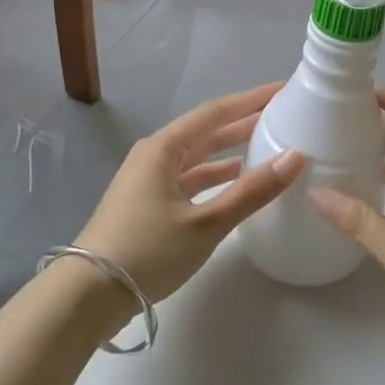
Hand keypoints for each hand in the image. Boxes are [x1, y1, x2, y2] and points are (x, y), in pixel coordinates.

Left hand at [73, 82, 305, 303]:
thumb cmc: (148, 251)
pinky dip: (215, 176)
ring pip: (197, 156)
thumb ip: (252, 191)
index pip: (216, 112)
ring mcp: (148, 180)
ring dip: (230, 150)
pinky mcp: (147, 204)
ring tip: (268, 144)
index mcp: (164, 148)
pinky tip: (237, 181)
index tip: (283, 89)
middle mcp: (155, 155)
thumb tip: (296, 157)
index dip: (251, 99)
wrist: (88, 295)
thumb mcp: (206, 223)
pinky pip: (189, 178)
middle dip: (243, 122)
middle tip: (282, 115)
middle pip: (206, 131)